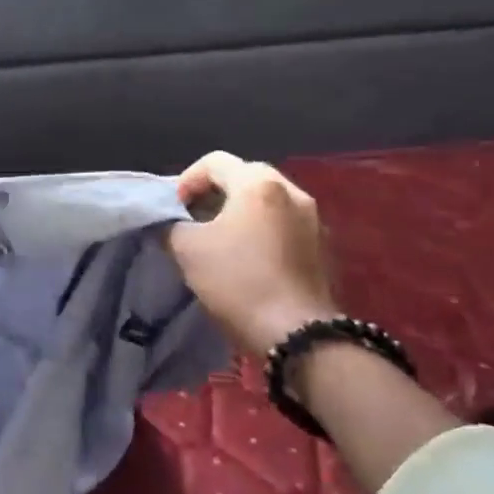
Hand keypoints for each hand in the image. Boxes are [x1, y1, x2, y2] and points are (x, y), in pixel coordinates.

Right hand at [167, 151, 337, 351]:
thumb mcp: (186, 250)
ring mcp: (313, 218)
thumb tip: (170, 223)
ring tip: (220, 238)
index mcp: (257, 184)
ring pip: (268, 200)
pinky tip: (248, 257)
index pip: (215, 161)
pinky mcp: (323, 246)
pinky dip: (262, 228)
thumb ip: (171, 226)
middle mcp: (291, 191)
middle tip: (194, 218)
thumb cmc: (236, 281)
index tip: (174, 209)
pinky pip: (285, 222)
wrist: (295, 332)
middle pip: (245, 175)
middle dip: (215, 192)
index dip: (186, 180)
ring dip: (240, 210)